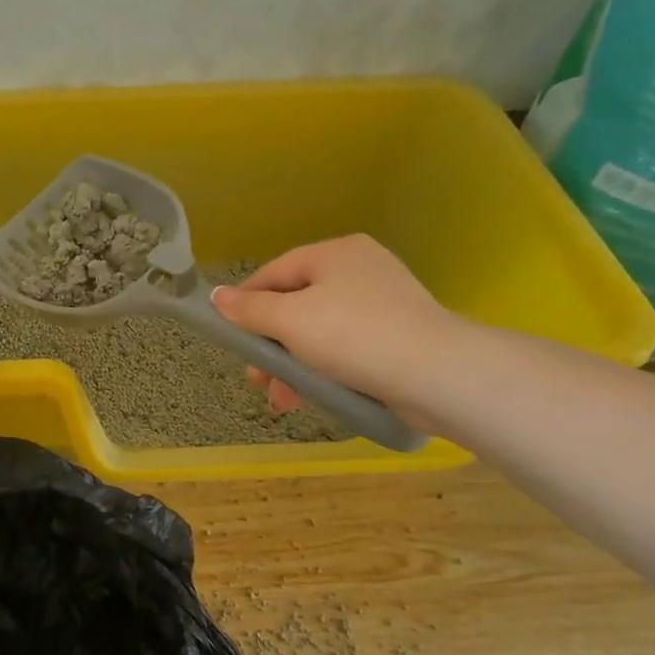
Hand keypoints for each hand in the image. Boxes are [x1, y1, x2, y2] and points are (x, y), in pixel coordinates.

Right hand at [210, 236, 459, 419]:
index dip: (245, 304)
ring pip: (319, 331)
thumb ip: (249, 309)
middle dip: (270, 345)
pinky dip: (324, 369)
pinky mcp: (398, 336)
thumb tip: (216, 297)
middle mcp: (360, 269)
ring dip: (293, 365)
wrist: (438, 375)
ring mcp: (383, 303)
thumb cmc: (354, 336)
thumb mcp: (290, 320)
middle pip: (295, 304)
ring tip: (283, 400)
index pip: (274, 273)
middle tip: (256, 379)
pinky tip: (313, 396)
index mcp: (335, 253)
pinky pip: (346, 348)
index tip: (228, 337)